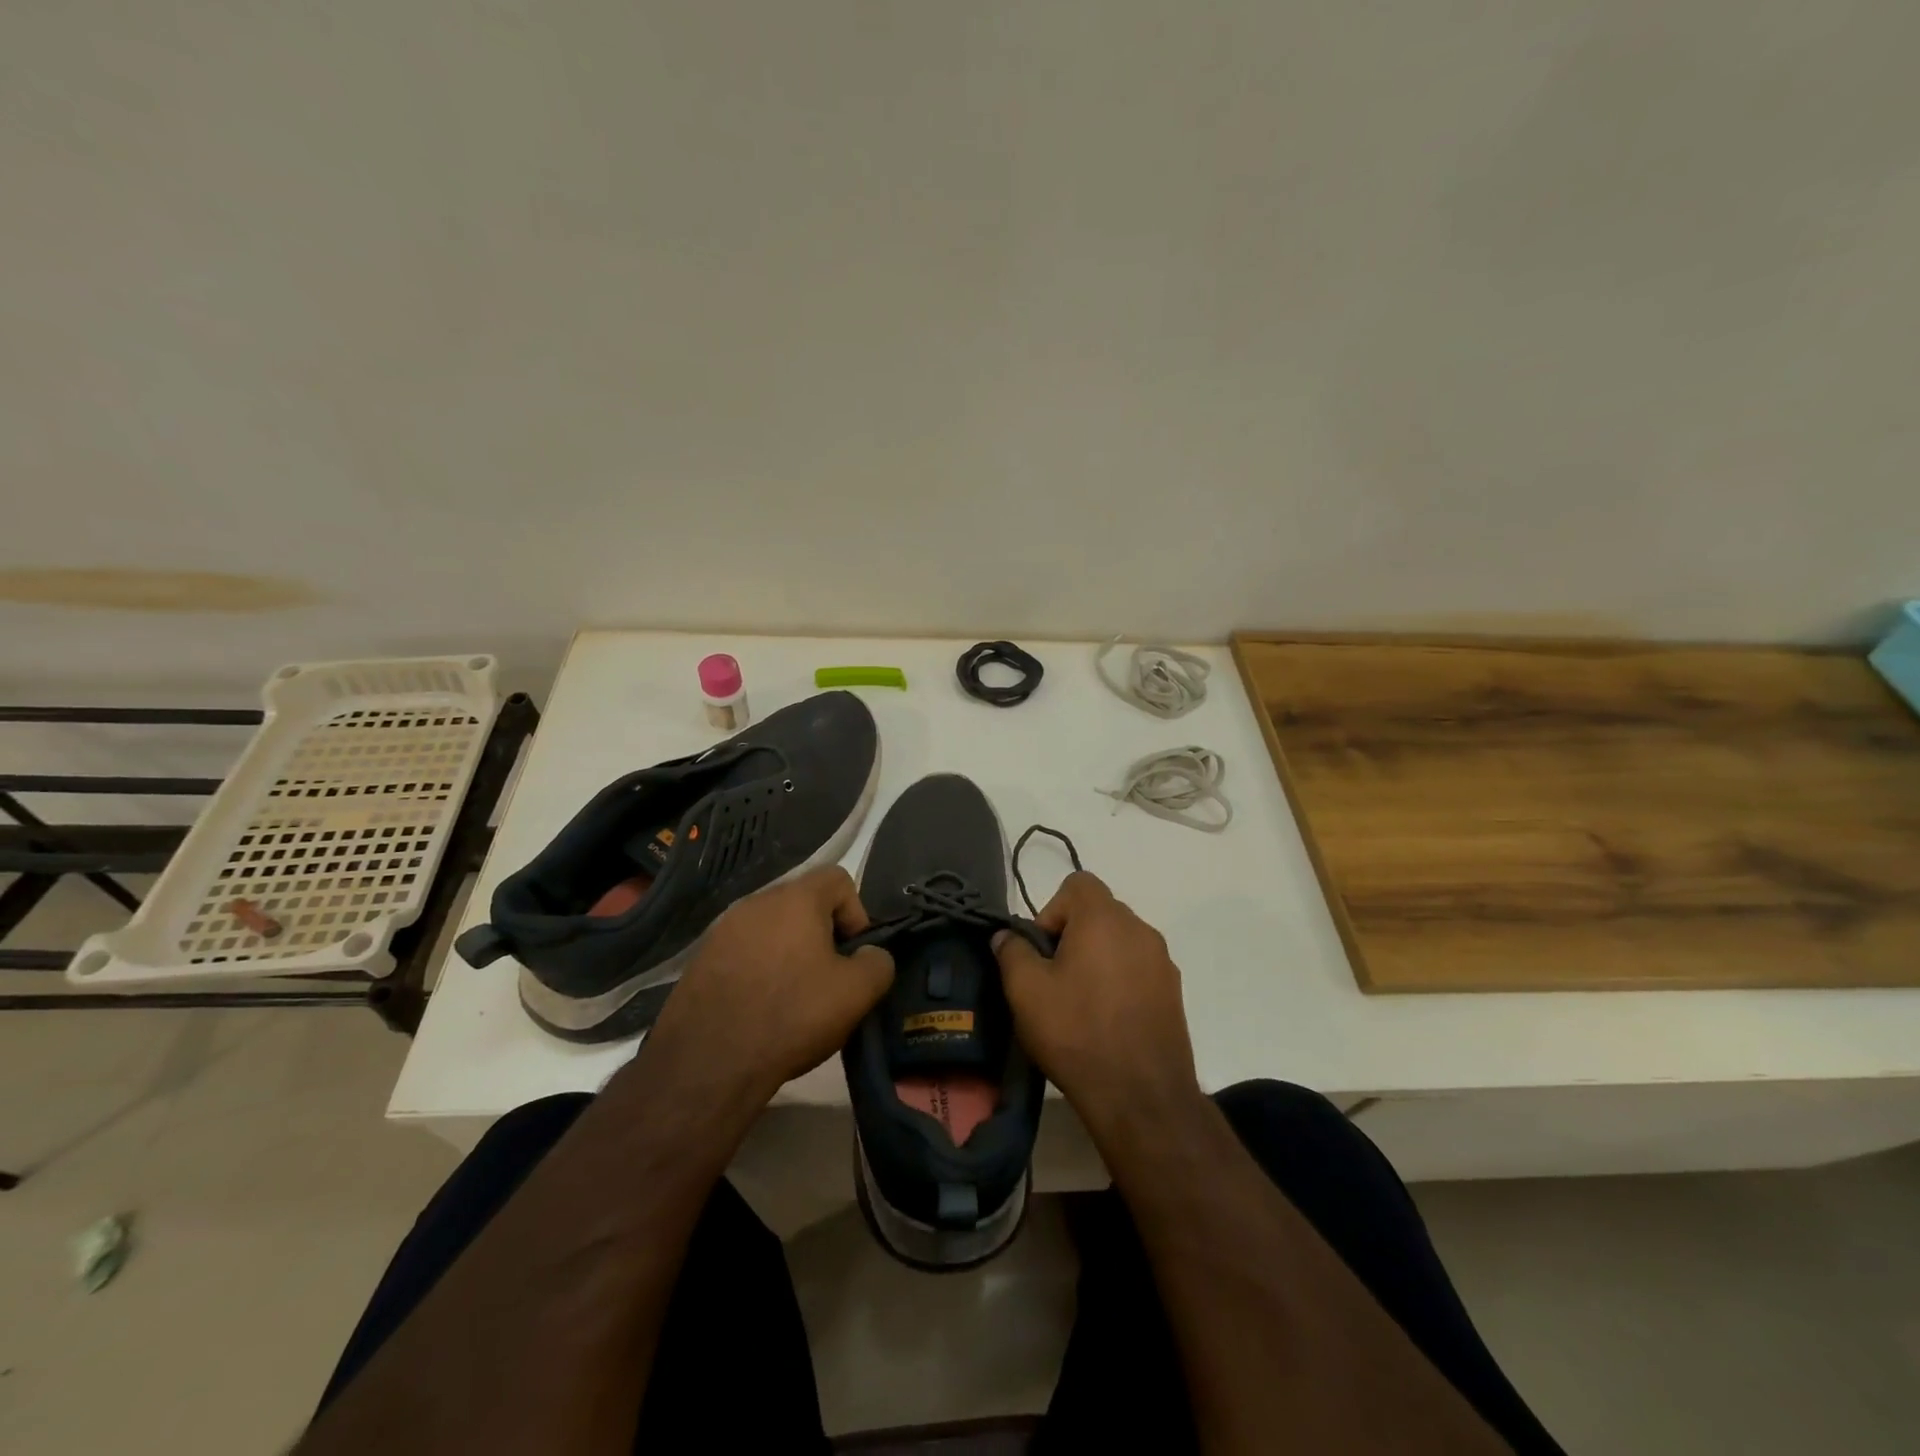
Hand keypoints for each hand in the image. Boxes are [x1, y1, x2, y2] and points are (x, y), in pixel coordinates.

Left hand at [641, 867, 893, 1104]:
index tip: (853, 956)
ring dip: (789, 953)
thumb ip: (878, 963)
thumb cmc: (791, 1015)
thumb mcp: (857, 993)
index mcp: (796, 898)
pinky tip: (759, 1009)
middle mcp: (756, 901)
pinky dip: (759, 970)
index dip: (856, 913)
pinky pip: (744, 952)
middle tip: (828, 980)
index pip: (838, 879)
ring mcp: (722, 929)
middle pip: (804, 904)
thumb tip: (871, 956)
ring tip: (793, 998)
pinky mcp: (701, 959)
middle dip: (822, 935)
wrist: (707, 1062)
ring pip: (772, 929)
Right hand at [993, 871, 1200, 1135]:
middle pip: (1098, 912)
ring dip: (1096, 958)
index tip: (1042, 951)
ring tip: (1079, 1002)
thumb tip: (1007, 936)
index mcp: (1104, 918)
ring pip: (1119, 942)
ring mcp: (1162, 961)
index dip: (1052, 909)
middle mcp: (1139, 928)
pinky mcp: (1174, 992)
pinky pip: (1138, 969)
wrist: (1142, 1096)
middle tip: (1053, 978)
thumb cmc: (1077, 1032)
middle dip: (1072, 935)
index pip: (1077, 883)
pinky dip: (1119, 980)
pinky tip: (1106, 1020)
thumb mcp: (1025, 990)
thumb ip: (1012, 951)